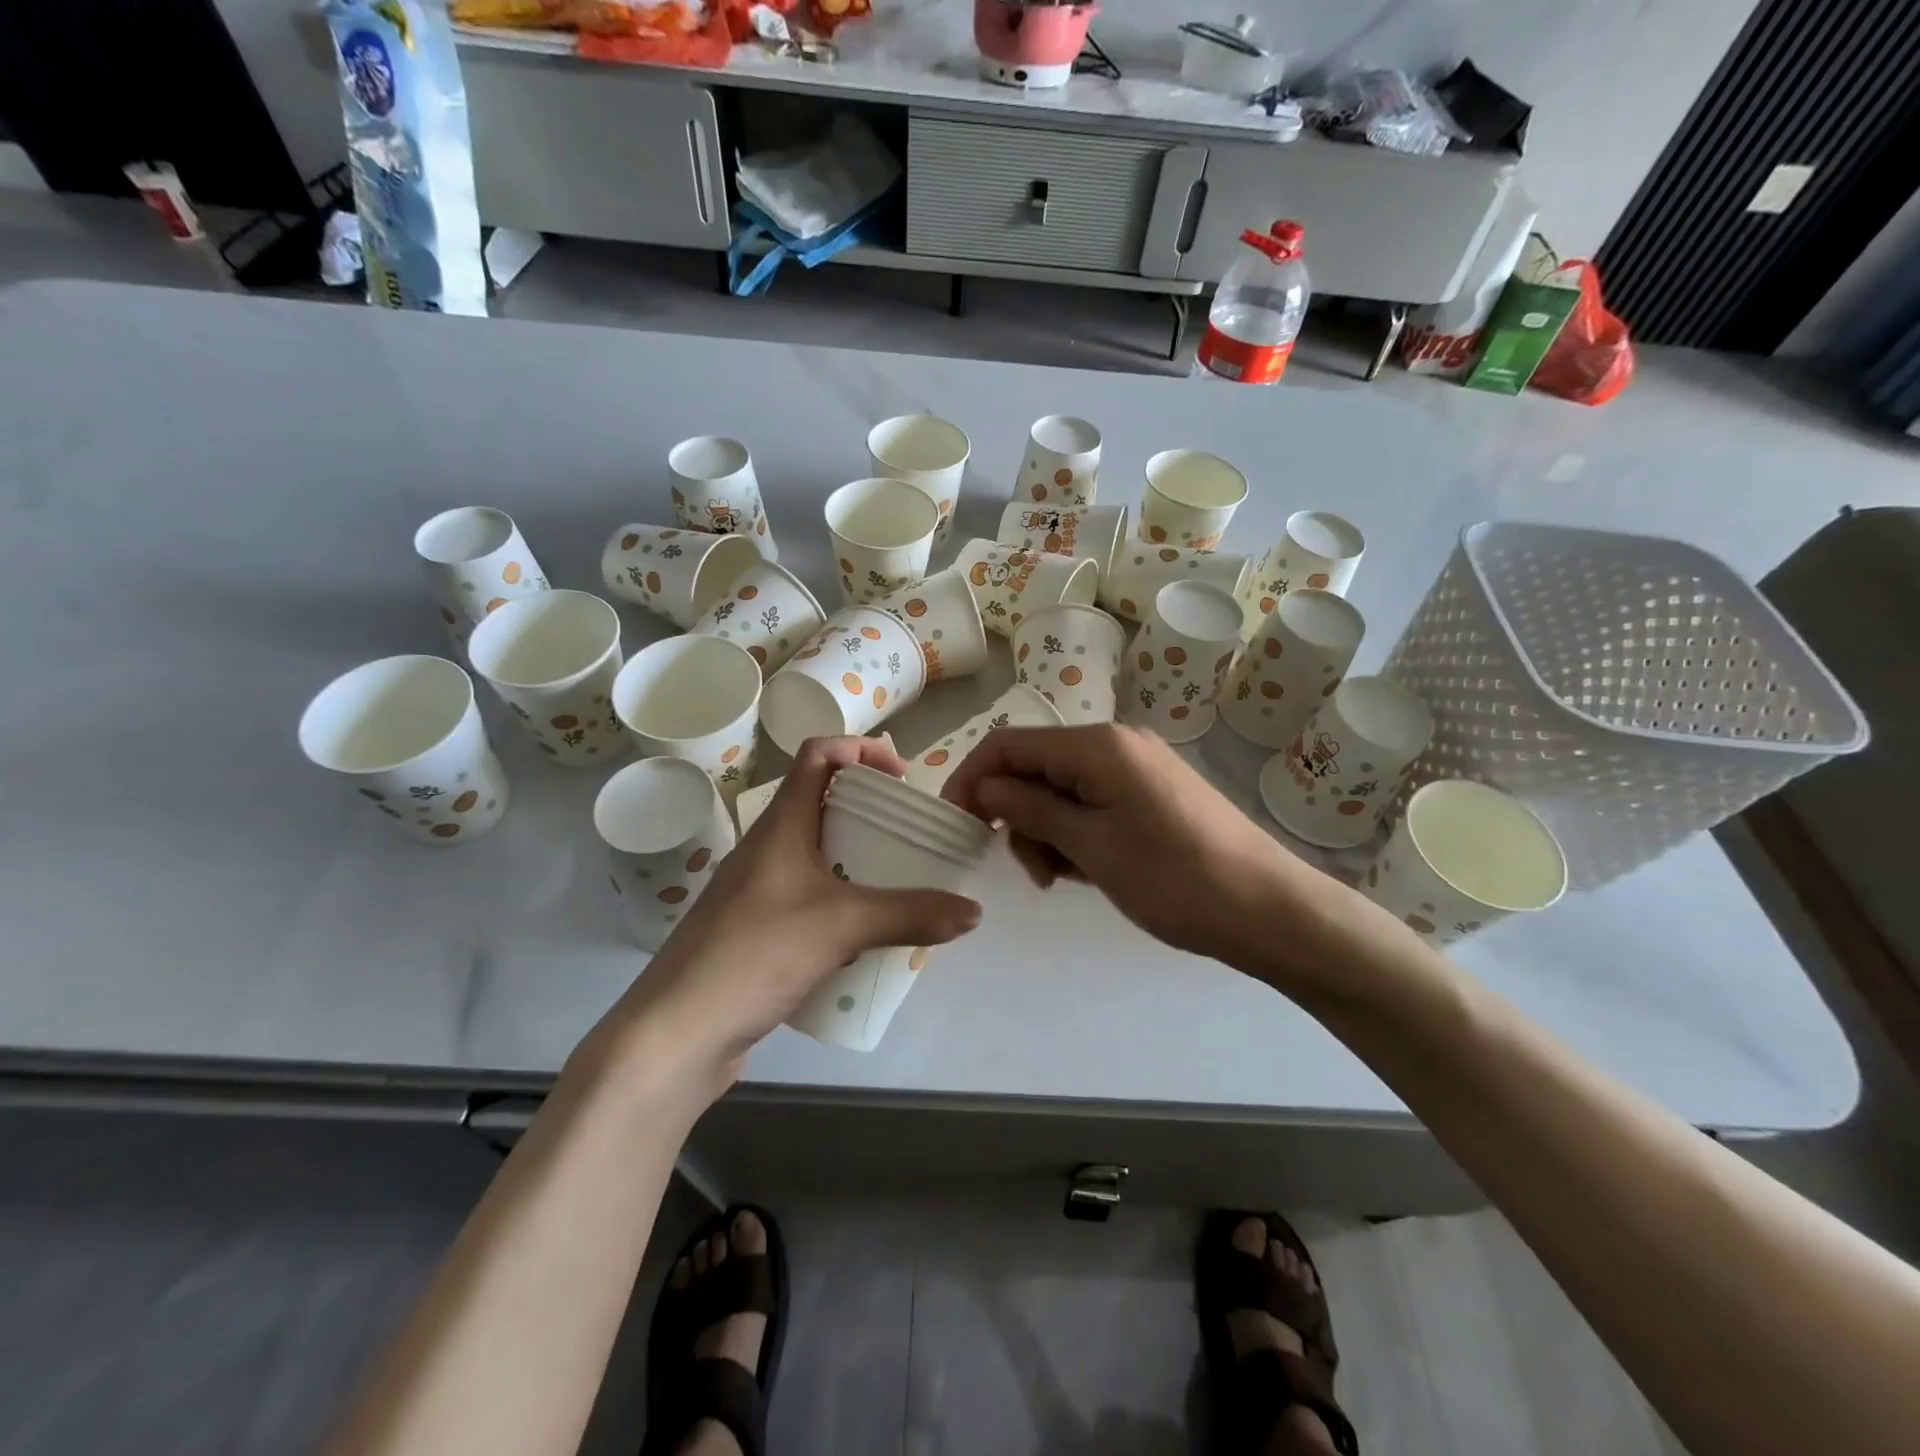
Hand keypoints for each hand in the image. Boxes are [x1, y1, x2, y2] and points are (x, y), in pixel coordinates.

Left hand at [603, 736, 982, 1090]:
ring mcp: (757, 893)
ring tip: (902, 884)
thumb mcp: (842, 926)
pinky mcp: (756, 933)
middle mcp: (766, 850)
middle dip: (870, 812)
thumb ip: (911, 914)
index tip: (903, 777)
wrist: (676, 1035)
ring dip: (858, 862)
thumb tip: (973, 912)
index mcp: (780, 826)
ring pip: (817, 857)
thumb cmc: (754, 954)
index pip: (817, 756)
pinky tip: (867, 938)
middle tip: (913, 835)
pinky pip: (810, 901)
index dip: (861, 749)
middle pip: (822, 805)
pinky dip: (843, 904)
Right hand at [941, 723, 1366, 983]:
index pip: (1010, 744)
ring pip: (1062, 788)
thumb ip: (1031, 809)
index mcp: (1098, 746)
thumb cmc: (1174, 879)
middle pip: (1035, 766)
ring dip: (1046, 830)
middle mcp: (1115, 744)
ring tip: (1060, 879)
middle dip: (1017, 814)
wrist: (1268, 910)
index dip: (973, 779)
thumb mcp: (1091, 847)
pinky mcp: (1151, 793)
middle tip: (1029, 872)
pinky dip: (1076, 832)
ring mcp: (1136, 768)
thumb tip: (984, 787)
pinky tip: (1086, 870)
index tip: (956, 825)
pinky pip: (1092, 802)